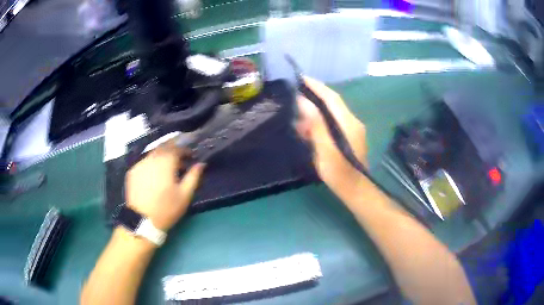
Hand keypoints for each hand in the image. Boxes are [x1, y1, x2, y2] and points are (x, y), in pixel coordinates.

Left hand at [125, 141, 204, 231]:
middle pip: (163, 146)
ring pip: (153, 153)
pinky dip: (152, 164)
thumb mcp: (185, 195)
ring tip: (167, 169)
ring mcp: (140, 164)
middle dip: (173, 149)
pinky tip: (154, 175)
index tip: (191, 156)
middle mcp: (151, 158)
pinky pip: (145, 162)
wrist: (142, 221)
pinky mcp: (132, 172)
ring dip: (162, 156)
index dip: (185, 149)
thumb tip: (201, 164)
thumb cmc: (167, 209)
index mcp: (166, 162)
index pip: (177, 147)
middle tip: (179, 159)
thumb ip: (193, 177)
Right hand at [295, 77, 367, 195]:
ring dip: (315, 110)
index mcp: (348, 123)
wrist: (356, 191)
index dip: (316, 86)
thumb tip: (303, 102)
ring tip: (296, 112)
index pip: (332, 97)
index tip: (300, 78)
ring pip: (331, 113)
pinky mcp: (349, 137)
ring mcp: (352, 129)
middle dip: (314, 96)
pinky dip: (319, 122)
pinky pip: (332, 123)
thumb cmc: (340, 174)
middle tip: (294, 93)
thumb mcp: (325, 150)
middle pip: (332, 103)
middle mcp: (352, 122)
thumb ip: (316, 125)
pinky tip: (307, 128)